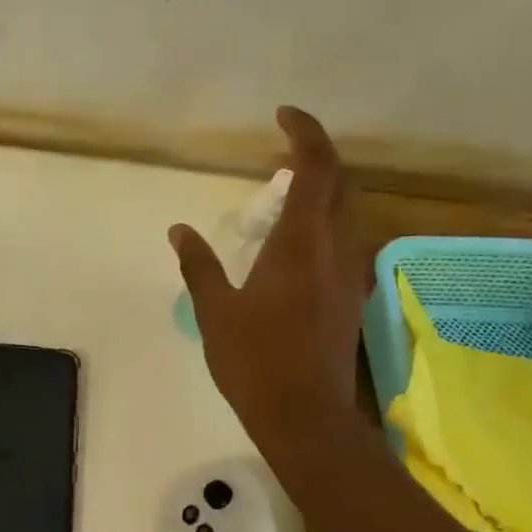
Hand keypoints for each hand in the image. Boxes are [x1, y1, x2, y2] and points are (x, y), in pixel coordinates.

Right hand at [170, 106, 369, 458]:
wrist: (305, 416)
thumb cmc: (255, 361)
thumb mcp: (215, 311)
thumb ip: (199, 264)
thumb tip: (179, 229)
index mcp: (300, 245)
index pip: (317, 169)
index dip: (306, 134)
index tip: (283, 115)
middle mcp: (335, 250)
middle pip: (343, 184)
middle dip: (319, 158)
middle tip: (282, 155)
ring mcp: (349, 275)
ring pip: (351, 213)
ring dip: (326, 191)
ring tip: (286, 195)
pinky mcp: (352, 298)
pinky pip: (347, 242)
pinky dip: (328, 223)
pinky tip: (299, 244)